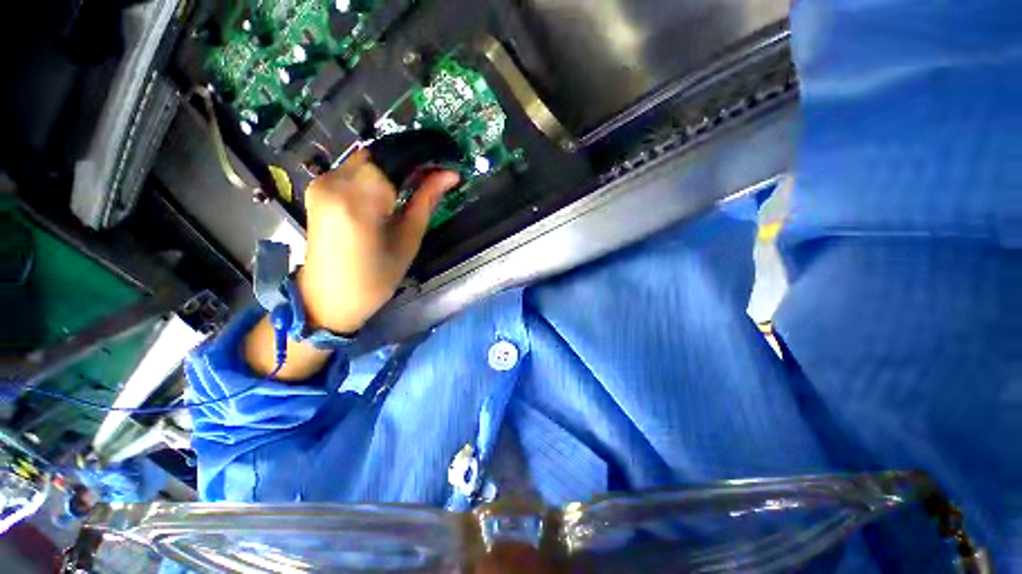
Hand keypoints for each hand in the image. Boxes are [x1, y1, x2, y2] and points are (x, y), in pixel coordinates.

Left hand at [297, 149, 459, 333]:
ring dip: (393, 169)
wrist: (328, 299)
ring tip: (416, 185)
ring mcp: (321, 183)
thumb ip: (425, 201)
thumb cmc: (374, 279)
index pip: (395, 159)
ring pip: (367, 161)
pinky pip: (353, 171)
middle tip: (433, 176)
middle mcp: (333, 183)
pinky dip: (376, 176)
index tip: (445, 165)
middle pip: (379, 156)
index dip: (423, 158)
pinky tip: (390, 192)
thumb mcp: (407, 240)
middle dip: (409, 163)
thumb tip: (449, 175)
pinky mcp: (318, 189)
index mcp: (358, 200)